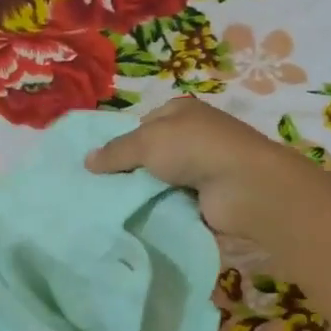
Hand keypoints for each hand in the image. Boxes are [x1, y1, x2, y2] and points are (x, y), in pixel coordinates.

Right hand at [86, 96, 301, 239]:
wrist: (243, 186)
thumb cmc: (194, 149)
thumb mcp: (146, 142)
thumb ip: (115, 152)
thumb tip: (86, 160)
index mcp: (181, 111)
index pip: (144, 124)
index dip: (123, 141)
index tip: (103, 164)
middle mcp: (193, 136)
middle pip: (152, 154)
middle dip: (132, 170)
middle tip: (103, 190)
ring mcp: (202, 167)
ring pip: (161, 180)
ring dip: (145, 193)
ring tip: (115, 208)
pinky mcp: (207, 196)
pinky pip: (174, 201)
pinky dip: (161, 209)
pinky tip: (142, 219)